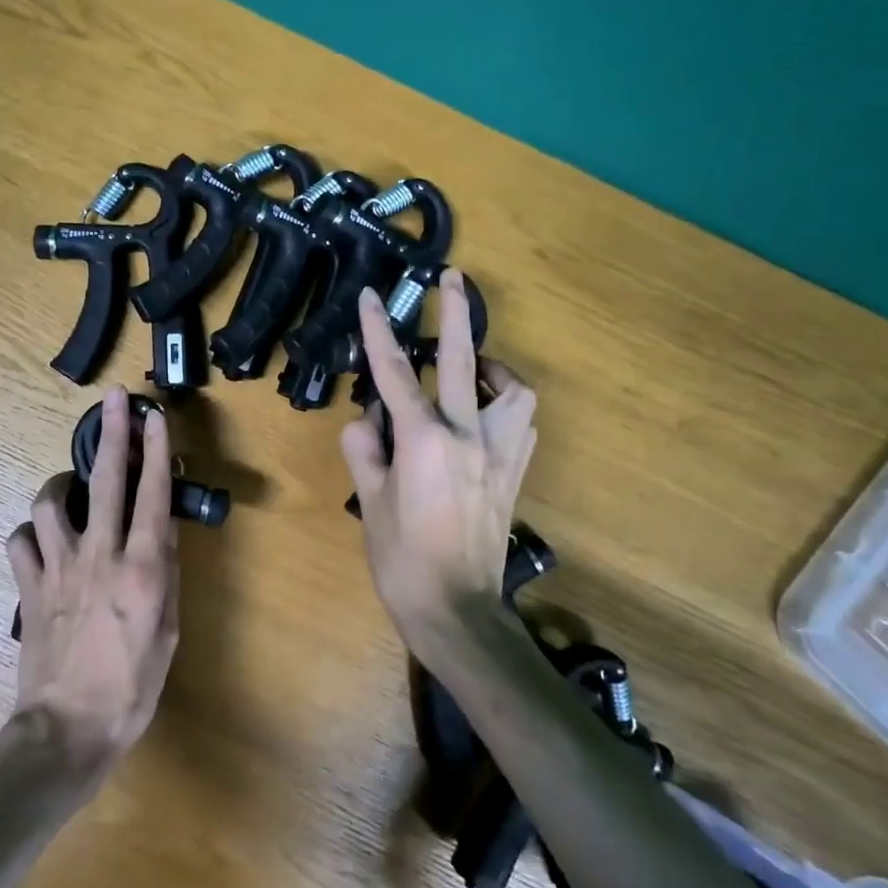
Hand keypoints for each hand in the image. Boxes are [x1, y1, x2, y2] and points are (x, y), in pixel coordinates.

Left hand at [6, 387, 180, 759]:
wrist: (67, 730)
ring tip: (70, 486)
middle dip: (111, 433)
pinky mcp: (28, 586)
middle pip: (104, 480)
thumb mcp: (168, 630)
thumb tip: (163, 526)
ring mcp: (57, 568)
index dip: (156, 449)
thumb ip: (165, 572)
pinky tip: (41, 538)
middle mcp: (98, 555)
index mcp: (140, 567)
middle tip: (114, 399)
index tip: (155, 415)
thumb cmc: (131, 686)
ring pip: (49, 502)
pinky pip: (20, 541)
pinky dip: (30, 533)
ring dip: (61, 484)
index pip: (152, 494)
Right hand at [340, 269, 538, 639]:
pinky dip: (506, 406)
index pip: (394, 373)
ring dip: (493, 367)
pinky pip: (522, 423)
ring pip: (512, 390)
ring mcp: (499, 454)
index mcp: (425, 441)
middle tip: (453, 277)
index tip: (370, 296)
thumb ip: (365, 449)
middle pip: (462, 360)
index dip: (377, 330)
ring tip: (474, 366)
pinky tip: (488, 412)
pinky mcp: (515, 473)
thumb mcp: (370, 502)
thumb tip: (368, 421)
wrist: (457, 610)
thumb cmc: (402, 559)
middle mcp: (468, 436)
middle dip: (454, 313)